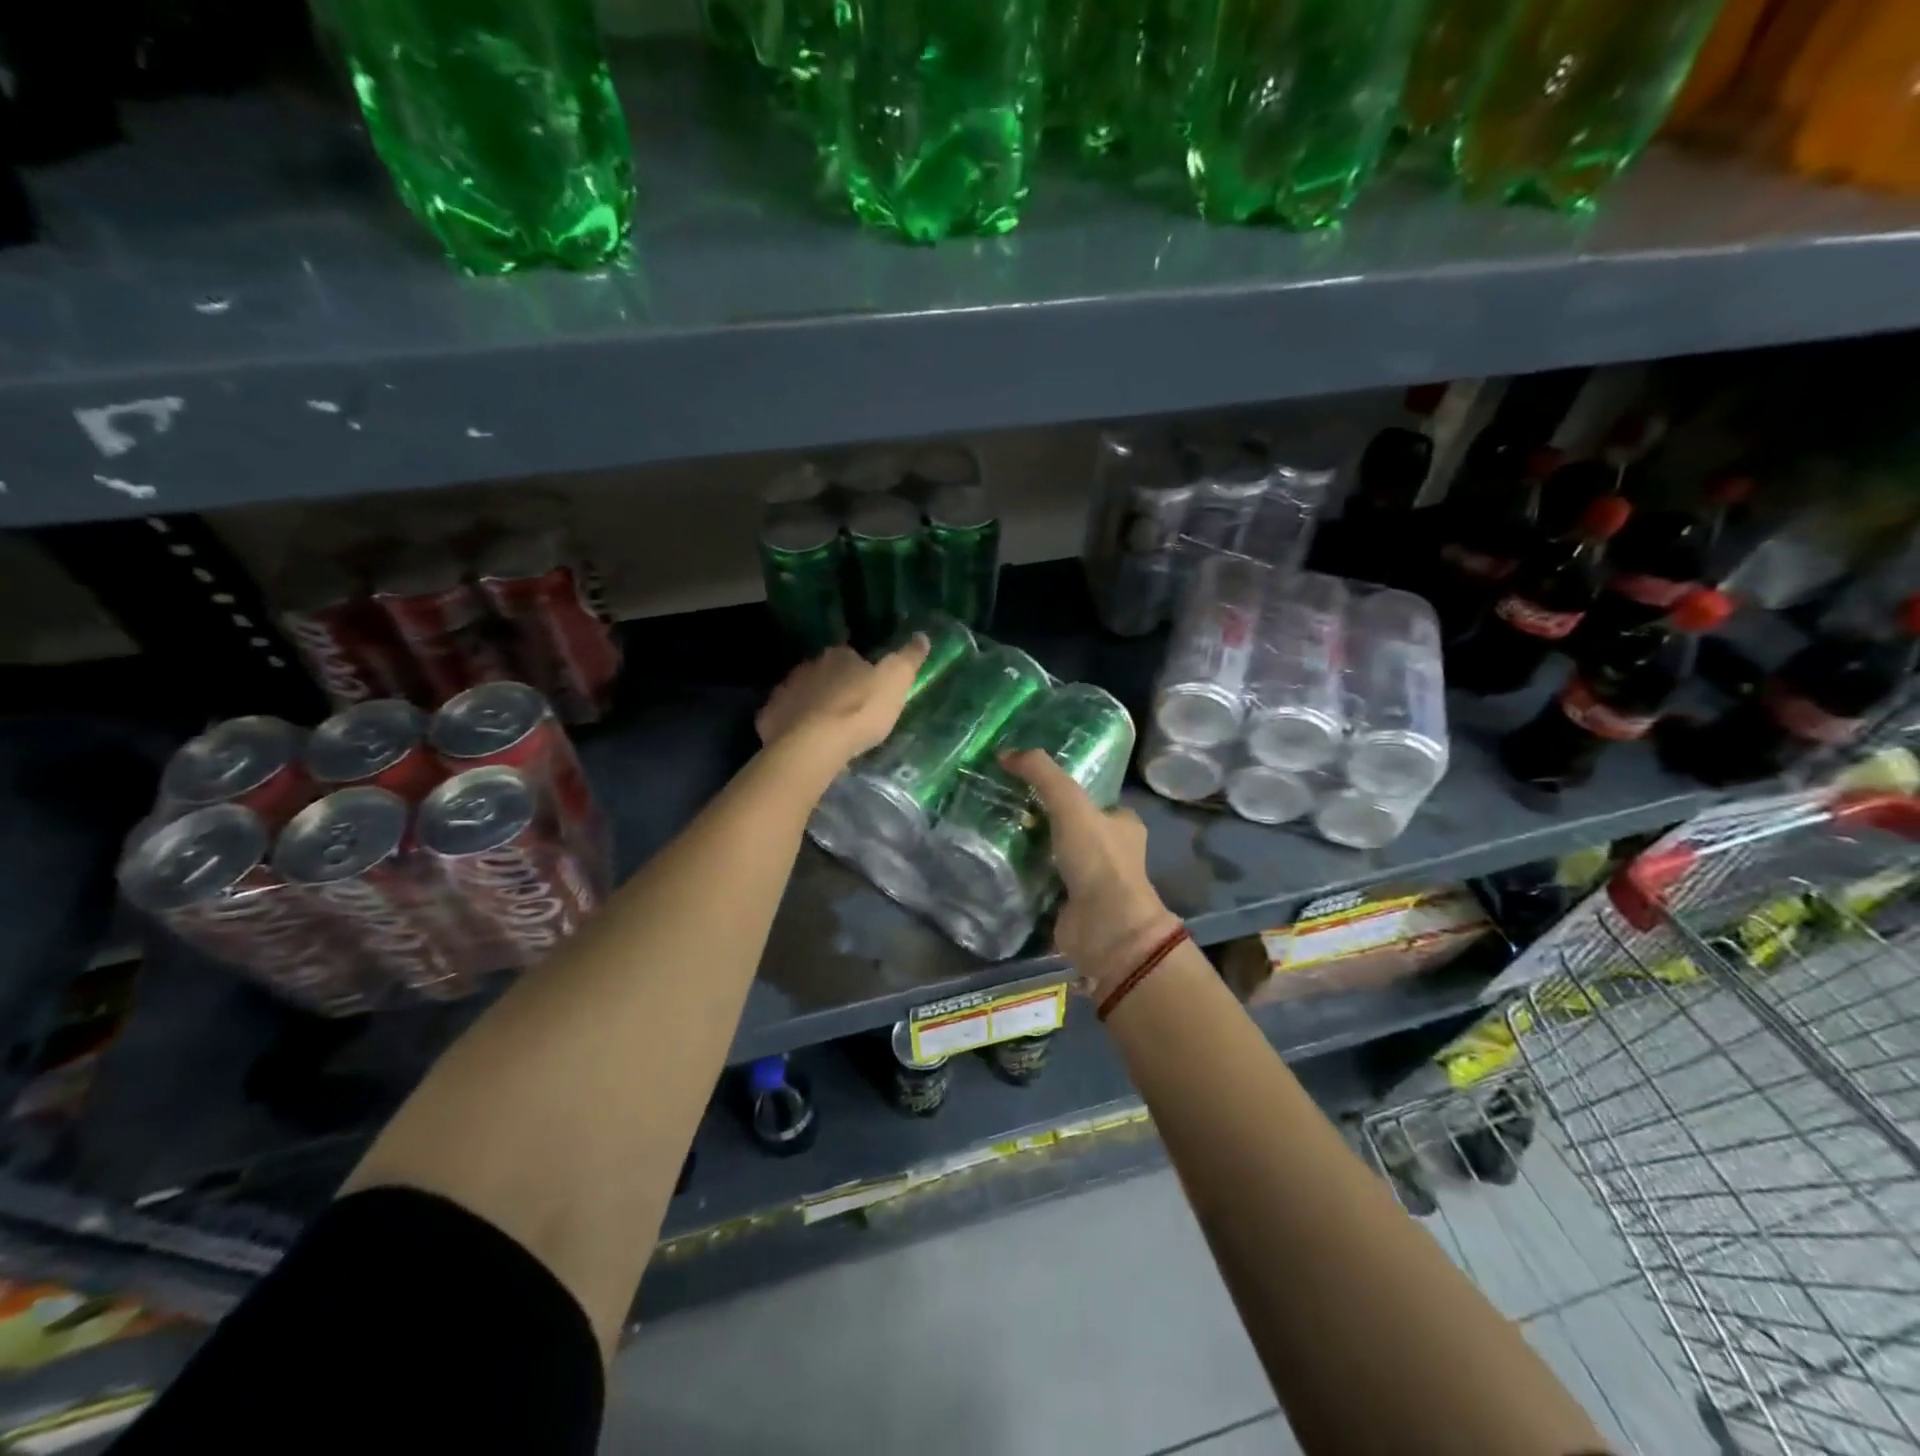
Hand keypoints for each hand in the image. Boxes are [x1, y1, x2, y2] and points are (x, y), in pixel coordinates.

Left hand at [756, 636, 929, 774]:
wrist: (813, 746)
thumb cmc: (860, 711)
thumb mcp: (896, 682)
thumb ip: (908, 659)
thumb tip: (922, 636)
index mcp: (838, 655)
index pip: (850, 655)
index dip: (860, 670)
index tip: (868, 688)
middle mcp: (807, 666)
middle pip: (824, 673)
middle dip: (834, 687)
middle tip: (849, 710)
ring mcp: (784, 691)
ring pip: (802, 694)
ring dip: (813, 706)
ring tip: (828, 730)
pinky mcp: (768, 718)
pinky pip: (784, 718)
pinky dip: (793, 726)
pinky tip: (805, 742)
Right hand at [1001, 749, 1181, 998]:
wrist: (1105, 928)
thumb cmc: (1098, 860)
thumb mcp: (1071, 804)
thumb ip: (1042, 775)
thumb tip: (1006, 753)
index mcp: (1123, 824)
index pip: (1090, 797)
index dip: (1061, 787)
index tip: (1027, 780)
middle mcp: (1110, 851)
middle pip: (1069, 825)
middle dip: (1039, 817)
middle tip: (1004, 805)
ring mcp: (1090, 881)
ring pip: (1053, 854)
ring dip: (1028, 847)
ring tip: (992, 831)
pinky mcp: (1069, 905)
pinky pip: (1040, 882)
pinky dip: (1022, 876)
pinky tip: (996, 864)